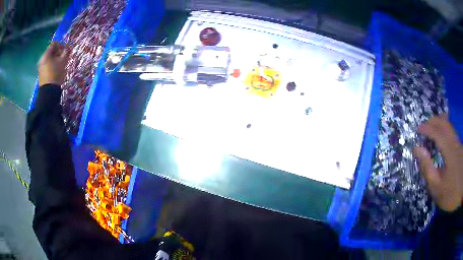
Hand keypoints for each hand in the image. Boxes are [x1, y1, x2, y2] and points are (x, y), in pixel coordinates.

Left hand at [38, 41, 69, 86]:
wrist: (48, 92)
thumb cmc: (55, 74)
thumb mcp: (62, 61)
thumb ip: (65, 52)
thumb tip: (67, 47)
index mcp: (46, 54)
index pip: (54, 44)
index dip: (60, 45)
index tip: (65, 50)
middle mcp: (42, 59)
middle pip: (51, 51)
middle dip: (58, 52)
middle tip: (64, 57)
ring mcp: (41, 66)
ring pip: (49, 58)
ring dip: (56, 59)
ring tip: (60, 63)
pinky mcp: (41, 73)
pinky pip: (47, 64)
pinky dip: (52, 64)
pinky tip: (56, 69)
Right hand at [413, 115, 462, 211]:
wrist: (461, 192)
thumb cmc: (451, 194)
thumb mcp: (437, 187)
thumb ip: (427, 168)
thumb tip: (417, 149)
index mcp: (449, 150)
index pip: (437, 132)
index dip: (427, 129)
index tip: (418, 129)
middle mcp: (455, 142)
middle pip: (445, 123)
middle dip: (434, 121)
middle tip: (425, 126)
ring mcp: (459, 144)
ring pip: (450, 126)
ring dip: (440, 124)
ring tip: (433, 128)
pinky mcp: (461, 148)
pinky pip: (452, 133)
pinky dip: (446, 130)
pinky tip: (444, 137)